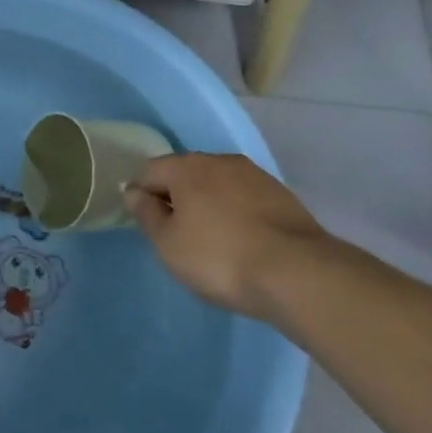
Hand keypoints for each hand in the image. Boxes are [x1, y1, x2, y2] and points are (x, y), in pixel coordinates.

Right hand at [125, 153, 330, 322]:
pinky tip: (243, 240)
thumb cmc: (219, 257)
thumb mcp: (169, 245)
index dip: (142, 195)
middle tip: (179, 234)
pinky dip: (237, 213)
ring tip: (214, 240)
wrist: (297, 272)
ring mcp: (254, 175)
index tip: (148, 224)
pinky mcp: (281, 194)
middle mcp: (219, 160)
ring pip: (218, 184)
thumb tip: (134, 191)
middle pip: (186, 174)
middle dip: (178, 197)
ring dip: (210, 204)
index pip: (150, 171)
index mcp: (186, 167)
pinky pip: (245, 198)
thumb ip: (147, 214)